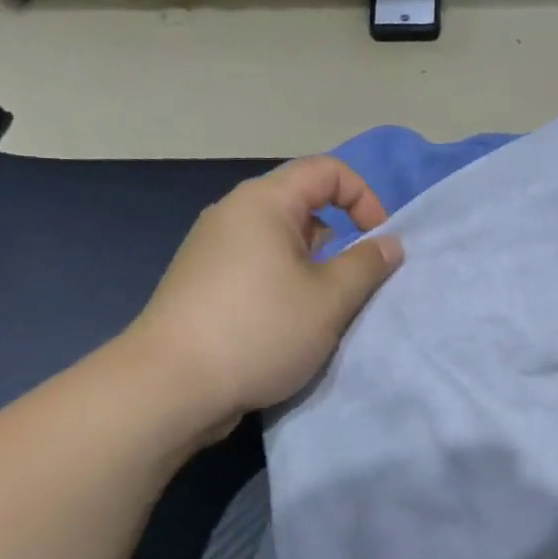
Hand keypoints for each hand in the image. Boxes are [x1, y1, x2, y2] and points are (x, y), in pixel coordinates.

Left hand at [127, 157, 403, 434]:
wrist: (168, 387)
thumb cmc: (259, 330)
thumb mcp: (329, 299)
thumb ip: (367, 265)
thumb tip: (389, 244)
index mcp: (263, 202)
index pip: (326, 171)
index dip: (364, 197)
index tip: (379, 241)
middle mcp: (233, 214)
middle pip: (301, 204)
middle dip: (340, 236)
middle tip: (355, 281)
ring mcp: (211, 249)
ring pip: (279, 240)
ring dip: (313, 265)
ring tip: (324, 308)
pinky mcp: (201, 283)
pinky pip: (257, 265)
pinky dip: (284, 282)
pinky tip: (287, 324)